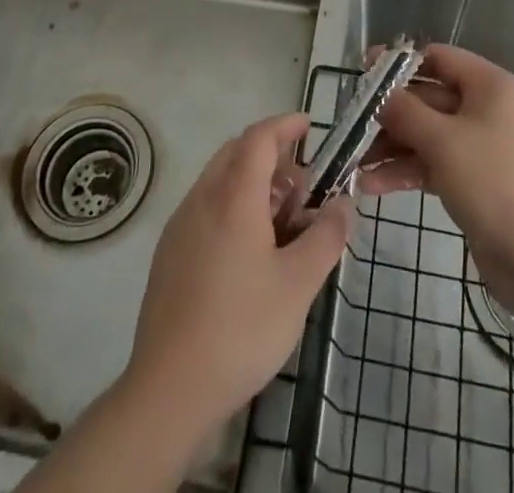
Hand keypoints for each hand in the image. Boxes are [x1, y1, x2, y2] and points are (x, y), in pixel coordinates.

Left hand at [124, 113, 353, 437]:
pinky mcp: (170, 252)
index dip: (285, 125)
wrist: (169, 389)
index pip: (259, 137)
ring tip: (282, 219)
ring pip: (220, 179)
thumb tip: (344, 204)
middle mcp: (202, 198)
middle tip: (303, 183)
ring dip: (252, 181)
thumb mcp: (298, 285)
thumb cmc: (241, 329)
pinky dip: (233, 205)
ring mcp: (181, 224)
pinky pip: (206, 206)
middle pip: (237, 152)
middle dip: (272, 154)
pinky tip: (250, 249)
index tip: (310, 125)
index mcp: (233, 196)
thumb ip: (326, 237)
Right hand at [362, 44, 513, 313]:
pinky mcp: (472, 180)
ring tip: (352, 161)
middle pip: (427, 98)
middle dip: (388, 113)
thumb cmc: (494, 183)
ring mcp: (478, 146)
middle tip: (350, 124)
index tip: (363, 74)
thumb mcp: (443, 141)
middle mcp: (485, 109)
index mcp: (488, 86)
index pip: (438, 58)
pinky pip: (431, 164)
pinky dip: (404, 170)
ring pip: (425, 134)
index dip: (399, 64)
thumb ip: (404, 111)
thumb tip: (378, 94)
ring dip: (390, 146)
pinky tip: (370, 185)